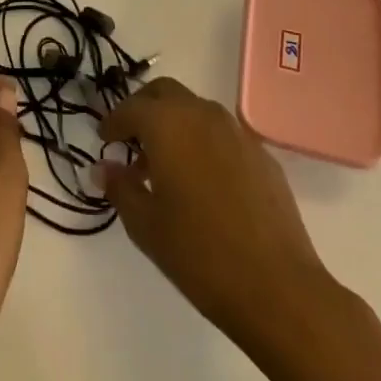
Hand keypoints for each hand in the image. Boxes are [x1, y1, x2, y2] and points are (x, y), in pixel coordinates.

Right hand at [99, 77, 342, 353]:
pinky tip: (203, 181)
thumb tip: (103, 167)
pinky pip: (222, 134)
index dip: (113, 122)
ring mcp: (236, 132)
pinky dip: (203, 142)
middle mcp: (202, 114)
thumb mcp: (145, 224)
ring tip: (165, 165)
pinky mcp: (262, 155)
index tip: (104, 141)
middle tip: (131, 139)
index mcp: (168, 124)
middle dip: (144, 109)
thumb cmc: (199, 254)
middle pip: (164, 92)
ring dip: (175, 124)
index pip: (131, 108)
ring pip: (195, 109)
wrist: (277, 288)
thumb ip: (120, 187)